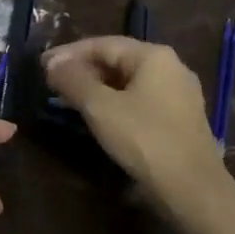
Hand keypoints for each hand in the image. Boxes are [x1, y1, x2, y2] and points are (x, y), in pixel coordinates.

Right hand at [43, 37, 226, 204]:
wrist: (192, 189)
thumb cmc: (144, 139)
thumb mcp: (100, 108)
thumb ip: (73, 80)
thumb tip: (52, 62)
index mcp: (154, 56)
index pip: (103, 44)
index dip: (68, 53)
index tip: (42, 65)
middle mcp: (171, 67)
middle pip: (117, 59)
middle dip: (82, 69)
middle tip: (52, 82)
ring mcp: (179, 93)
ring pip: (128, 81)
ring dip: (97, 87)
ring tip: (69, 98)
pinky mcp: (180, 118)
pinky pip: (140, 99)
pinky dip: (115, 101)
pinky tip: (99, 115)